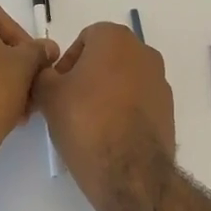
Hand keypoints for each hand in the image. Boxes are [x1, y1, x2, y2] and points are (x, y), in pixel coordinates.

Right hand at [34, 22, 175, 203]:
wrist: (130, 172)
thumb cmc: (85, 122)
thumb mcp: (48, 95)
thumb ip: (42, 74)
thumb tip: (48, 74)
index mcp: (116, 38)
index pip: (85, 39)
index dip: (67, 62)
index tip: (57, 88)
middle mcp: (144, 52)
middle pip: (107, 58)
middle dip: (87, 76)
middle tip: (68, 104)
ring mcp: (160, 81)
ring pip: (124, 80)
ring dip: (106, 93)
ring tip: (88, 123)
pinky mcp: (168, 109)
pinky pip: (138, 101)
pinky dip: (124, 111)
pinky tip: (109, 135)